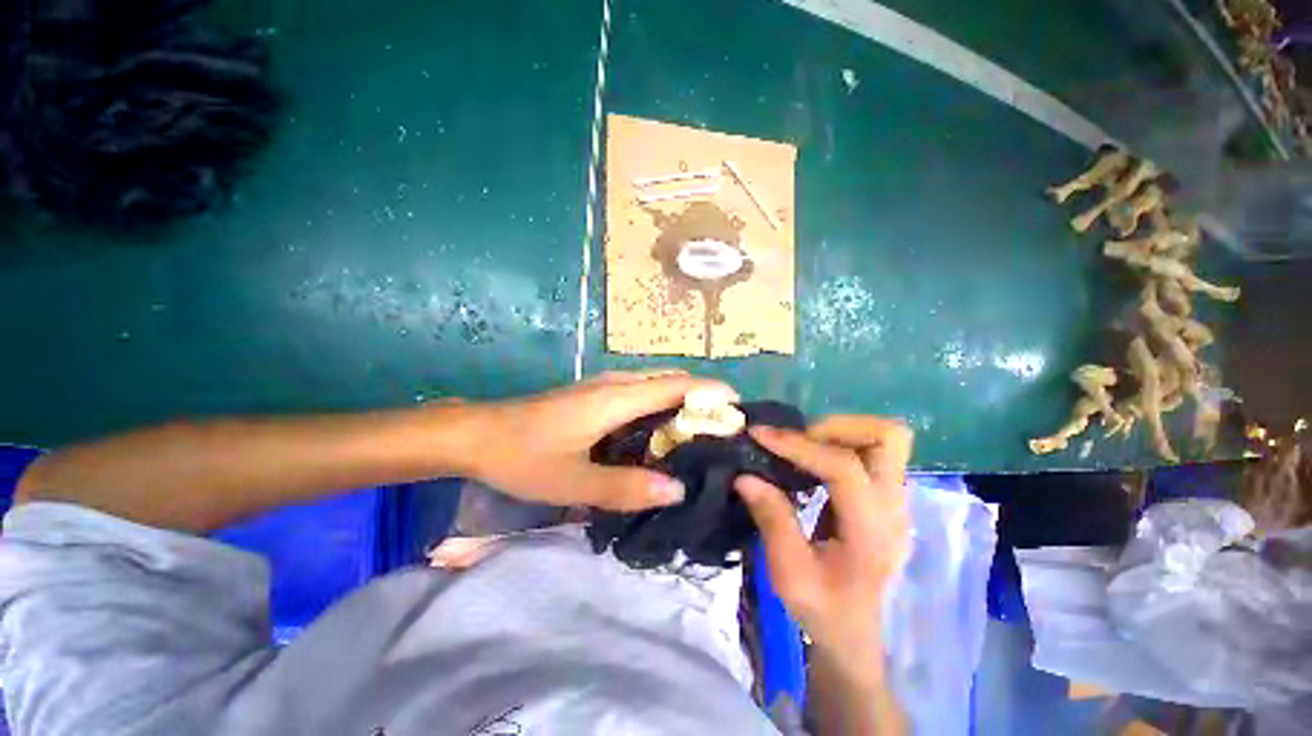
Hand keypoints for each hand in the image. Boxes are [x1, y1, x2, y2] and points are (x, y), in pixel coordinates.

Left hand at [464, 371, 737, 511]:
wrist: (479, 433)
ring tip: (702, 430)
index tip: (738, 406)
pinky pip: (640, 392)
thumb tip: (676, 490)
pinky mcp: (595, 395)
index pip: (676, 385)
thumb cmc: (525, 456)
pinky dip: (661, 404)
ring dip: (681, 400)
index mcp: (616, 398)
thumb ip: (626, 488)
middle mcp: (616, 384)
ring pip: (655, 384)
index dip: (710, 390)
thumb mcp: (574, 482)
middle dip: (701, 396)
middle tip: (724, 426)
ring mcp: (604, 386)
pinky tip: (663, 430)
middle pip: (670, 380)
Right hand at [735, 416, 912, 660]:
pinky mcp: (884, 497)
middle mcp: (893, 506)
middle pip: (888, 436)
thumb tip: (745, 476)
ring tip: (801, 446)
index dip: (798, 445)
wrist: (854, 633)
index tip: (760, 435)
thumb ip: (772, 519)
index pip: (844, 467)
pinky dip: (839, 444)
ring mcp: (894, 499)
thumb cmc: (824, 609)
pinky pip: (869, 451)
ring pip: (883, 439)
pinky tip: (810, 460)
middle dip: (837, 427)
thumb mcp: (789, 573)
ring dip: (839, 432)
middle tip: (797, 439)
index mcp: (872, 529)